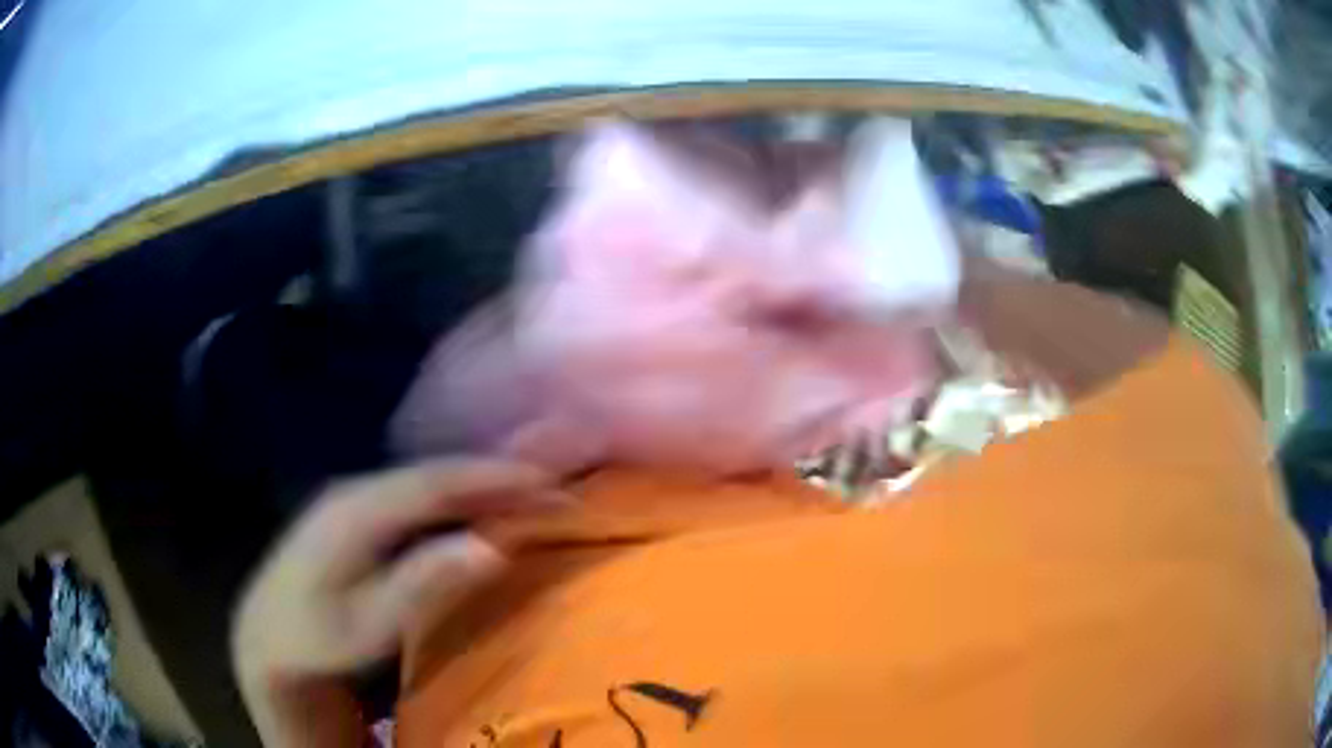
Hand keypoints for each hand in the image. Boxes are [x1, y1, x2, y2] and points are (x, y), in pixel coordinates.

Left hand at [231, 459, 562, 746]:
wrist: (267, 634)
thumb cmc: (317, 636)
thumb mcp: (365, 626)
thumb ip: (421, 585)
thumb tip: (489, 548)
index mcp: (357, 510)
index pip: (437, 482)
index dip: (495, 478)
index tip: (550, 481)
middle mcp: (358, 489)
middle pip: (438, 473)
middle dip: (499, 474)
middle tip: (558, 477)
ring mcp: (356, 498)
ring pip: (431, 481)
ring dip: (482, 481)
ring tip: (534, 482)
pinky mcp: (359, 512)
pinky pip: (420, 495)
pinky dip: (459, 494)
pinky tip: (482, 500)